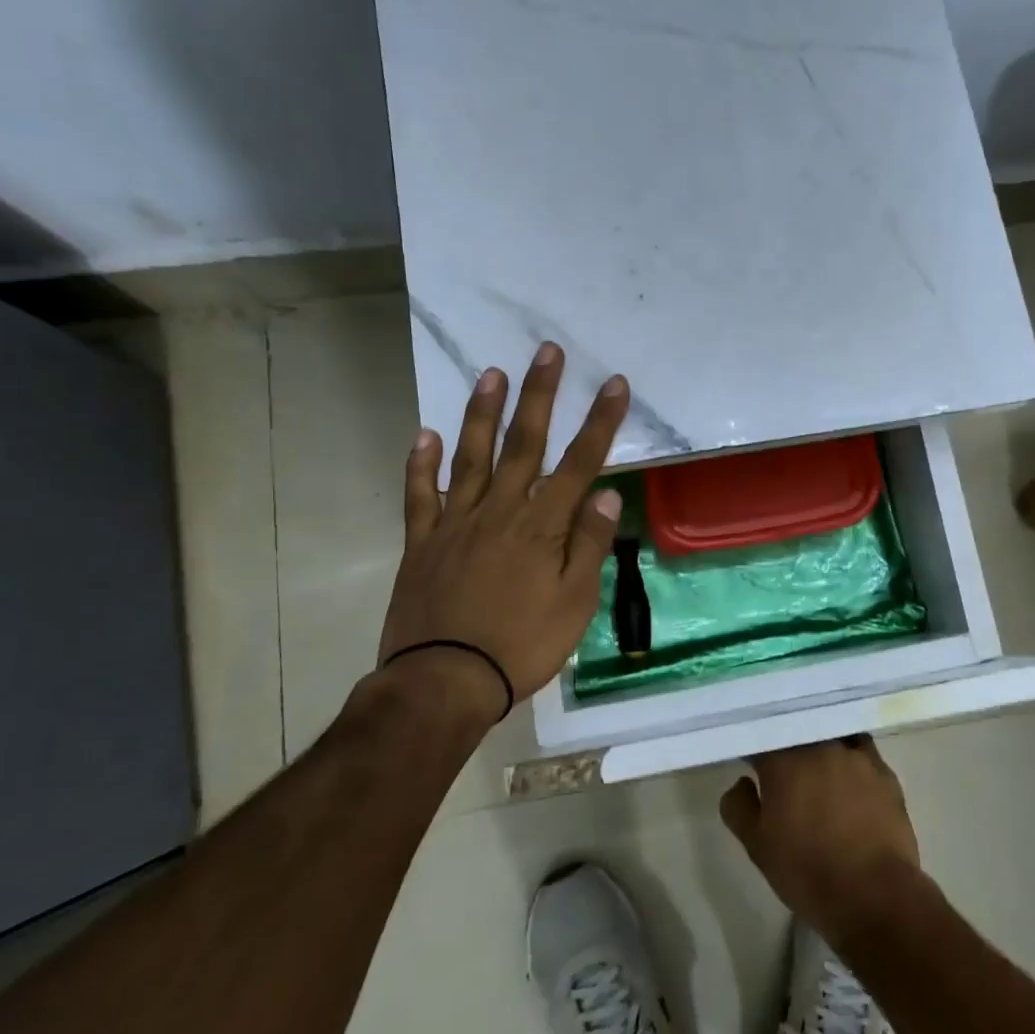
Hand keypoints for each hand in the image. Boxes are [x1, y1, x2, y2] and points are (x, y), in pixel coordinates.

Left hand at [361, 342, 629, 727]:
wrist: (445, 681)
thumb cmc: (521, 645)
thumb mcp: (573, 603)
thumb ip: (588, 544)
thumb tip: (605, 492)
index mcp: (541, 526)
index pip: (578, 463)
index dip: (600, 422)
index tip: (614, 384)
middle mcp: (499, 511)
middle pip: (523, 444)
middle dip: (539, 396)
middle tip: (546, 352)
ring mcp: (456, 522)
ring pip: (471, 457)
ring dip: (483, 413)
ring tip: (491, 374)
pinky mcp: (423, 542)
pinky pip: (420, 495)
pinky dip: (421, 464)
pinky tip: (426, 434)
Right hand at [720, 737, 921, 951]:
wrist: (874, 895)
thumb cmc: (807, 871)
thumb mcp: (757, 847)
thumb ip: (739, 807)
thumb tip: (743, 782)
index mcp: (783, 761)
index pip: (762, 738)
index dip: (756, 749)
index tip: (753, 763)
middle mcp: (819, 746)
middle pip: (799, 733)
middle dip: (789, 746)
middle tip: (786, 769)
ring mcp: (855, 755)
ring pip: (832, 737)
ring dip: (822, 748)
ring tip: (821, 770)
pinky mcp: (884, 771)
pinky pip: (861, 752)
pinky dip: (851, 759)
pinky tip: (851, 779)